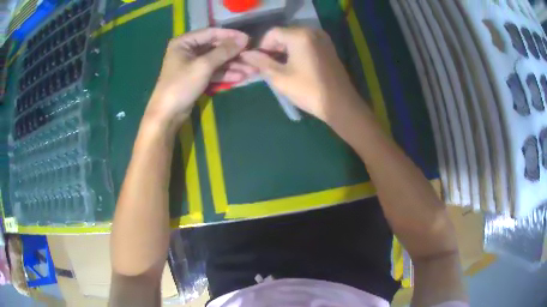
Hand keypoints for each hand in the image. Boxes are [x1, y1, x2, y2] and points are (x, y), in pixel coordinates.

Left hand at [145, 28, 255, 130]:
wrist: (167, 114)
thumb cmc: (181, 85)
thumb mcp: (204, 65)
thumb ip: (224, 51)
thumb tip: (244, 39)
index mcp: (184, 42)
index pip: (211, 33)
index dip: (231, 35)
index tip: (248, 39)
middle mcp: (188, 50)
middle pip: (215, 47)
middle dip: (234, 54)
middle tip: (252, 56)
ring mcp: (193, 64)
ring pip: (216, 61)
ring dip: (233, 66)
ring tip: (252, 70)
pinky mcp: (197, 77)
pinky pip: (213, 71)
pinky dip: (225, 74)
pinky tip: (240, 77)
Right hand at [240, 27, 362, 123]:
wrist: (339, 103)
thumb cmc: (308, 90)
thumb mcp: (280, 77)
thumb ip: (261, 62)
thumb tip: (245, 54)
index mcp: (300, 35)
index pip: (273, 33)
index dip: (262, 46)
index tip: (260, 62)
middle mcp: (312, 31)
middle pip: (285, 33)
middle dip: (274, 47)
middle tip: (269, 65)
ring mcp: (323, 38)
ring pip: (296, 38)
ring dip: (285, 49)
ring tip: (281, 67)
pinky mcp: (329, 47)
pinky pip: (307, 42)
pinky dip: (298, 50)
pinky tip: (296, 65)